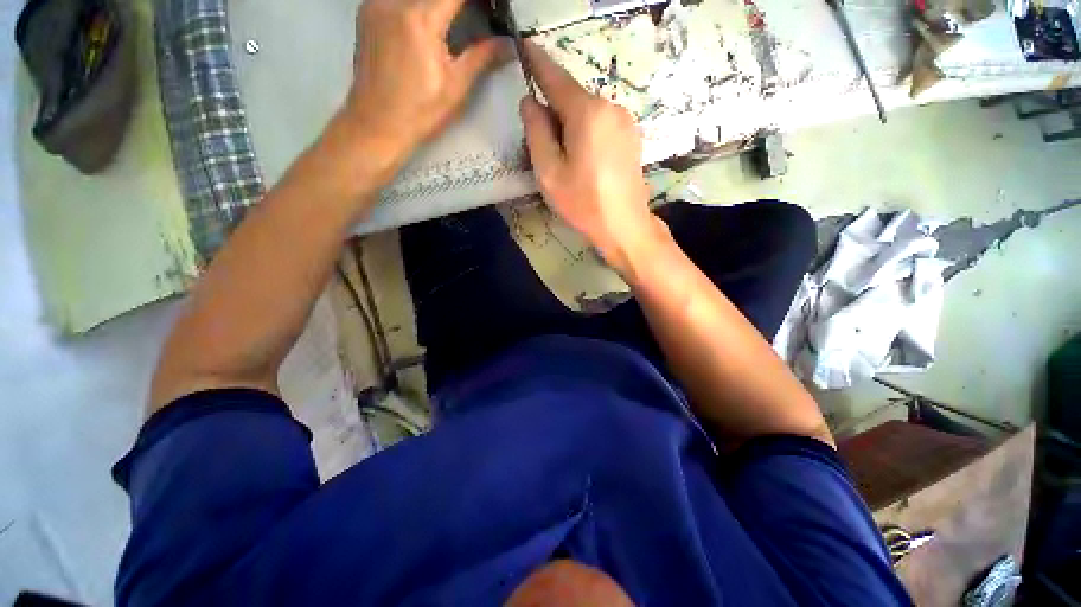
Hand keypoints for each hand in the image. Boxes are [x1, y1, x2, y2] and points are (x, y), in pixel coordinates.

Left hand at [346, 0, 502, 165]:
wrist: (377, 123)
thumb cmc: (420, 112)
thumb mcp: (456, 86)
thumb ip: (482, 56)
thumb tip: (508, 44)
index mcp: (420, 19)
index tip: (491, 8)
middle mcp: (394, 1)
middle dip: (458, 1)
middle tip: (476, 13)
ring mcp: (377, 3)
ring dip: (438, 4)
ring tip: (453, 20)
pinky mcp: (368, 11)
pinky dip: (418, 4)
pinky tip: (427, 22)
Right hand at [519, 42, 659, 270]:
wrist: (625, 226)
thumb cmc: (583, 203)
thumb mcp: (549, 172)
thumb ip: (536, 132)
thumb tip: (530, 102)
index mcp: (587, 113)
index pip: (556, 78)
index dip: (537, 63)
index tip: (524, 47)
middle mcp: (610, 107)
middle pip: (572, 98)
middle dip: (553, 111)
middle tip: (543, 147)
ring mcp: (625, 121)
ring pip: (587, 112)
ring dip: (570, 125)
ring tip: (566, 161)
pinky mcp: (631, 136)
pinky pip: (601, 124)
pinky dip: (586, 132)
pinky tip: (585, 161)